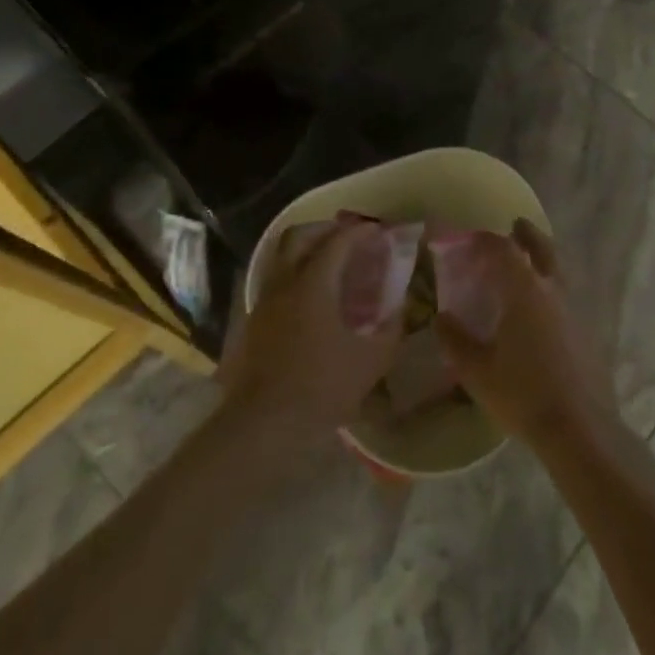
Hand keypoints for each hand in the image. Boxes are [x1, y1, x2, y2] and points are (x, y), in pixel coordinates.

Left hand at [223, 220, 403, 443]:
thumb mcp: (371, 359)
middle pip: (299, 236)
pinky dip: (295, 275)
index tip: (378, 231)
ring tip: (330, 264)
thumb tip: (400, 307)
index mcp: (314, 283)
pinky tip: (311, 297)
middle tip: (349, 238)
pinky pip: (275, 281)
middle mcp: (285, 283)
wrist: (265, 424)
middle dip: (325, 230)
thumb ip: (391, 327)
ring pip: (281, 257)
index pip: (338, 242)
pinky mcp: (253, 322)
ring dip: (306, 251)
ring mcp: (264, 301)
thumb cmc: (323, 387)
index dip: (360, 232)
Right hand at [433, 220, 619, 450]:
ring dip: (543, 258)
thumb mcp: (477, 371)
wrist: (579, 427)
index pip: (504, 250)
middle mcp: (552, 291)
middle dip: (527, 234)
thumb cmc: (522, 394)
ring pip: (558, 270)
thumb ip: (456, 340)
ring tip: (527, 264)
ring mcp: (574, 310)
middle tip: (515, 226)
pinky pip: (565, 295)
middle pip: (543, 248)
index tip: (471, 239)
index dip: (487, 240)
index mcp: (524, 292)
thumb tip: (442, 317)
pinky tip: (541, 308)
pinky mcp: (585, 331)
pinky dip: (551, 287)